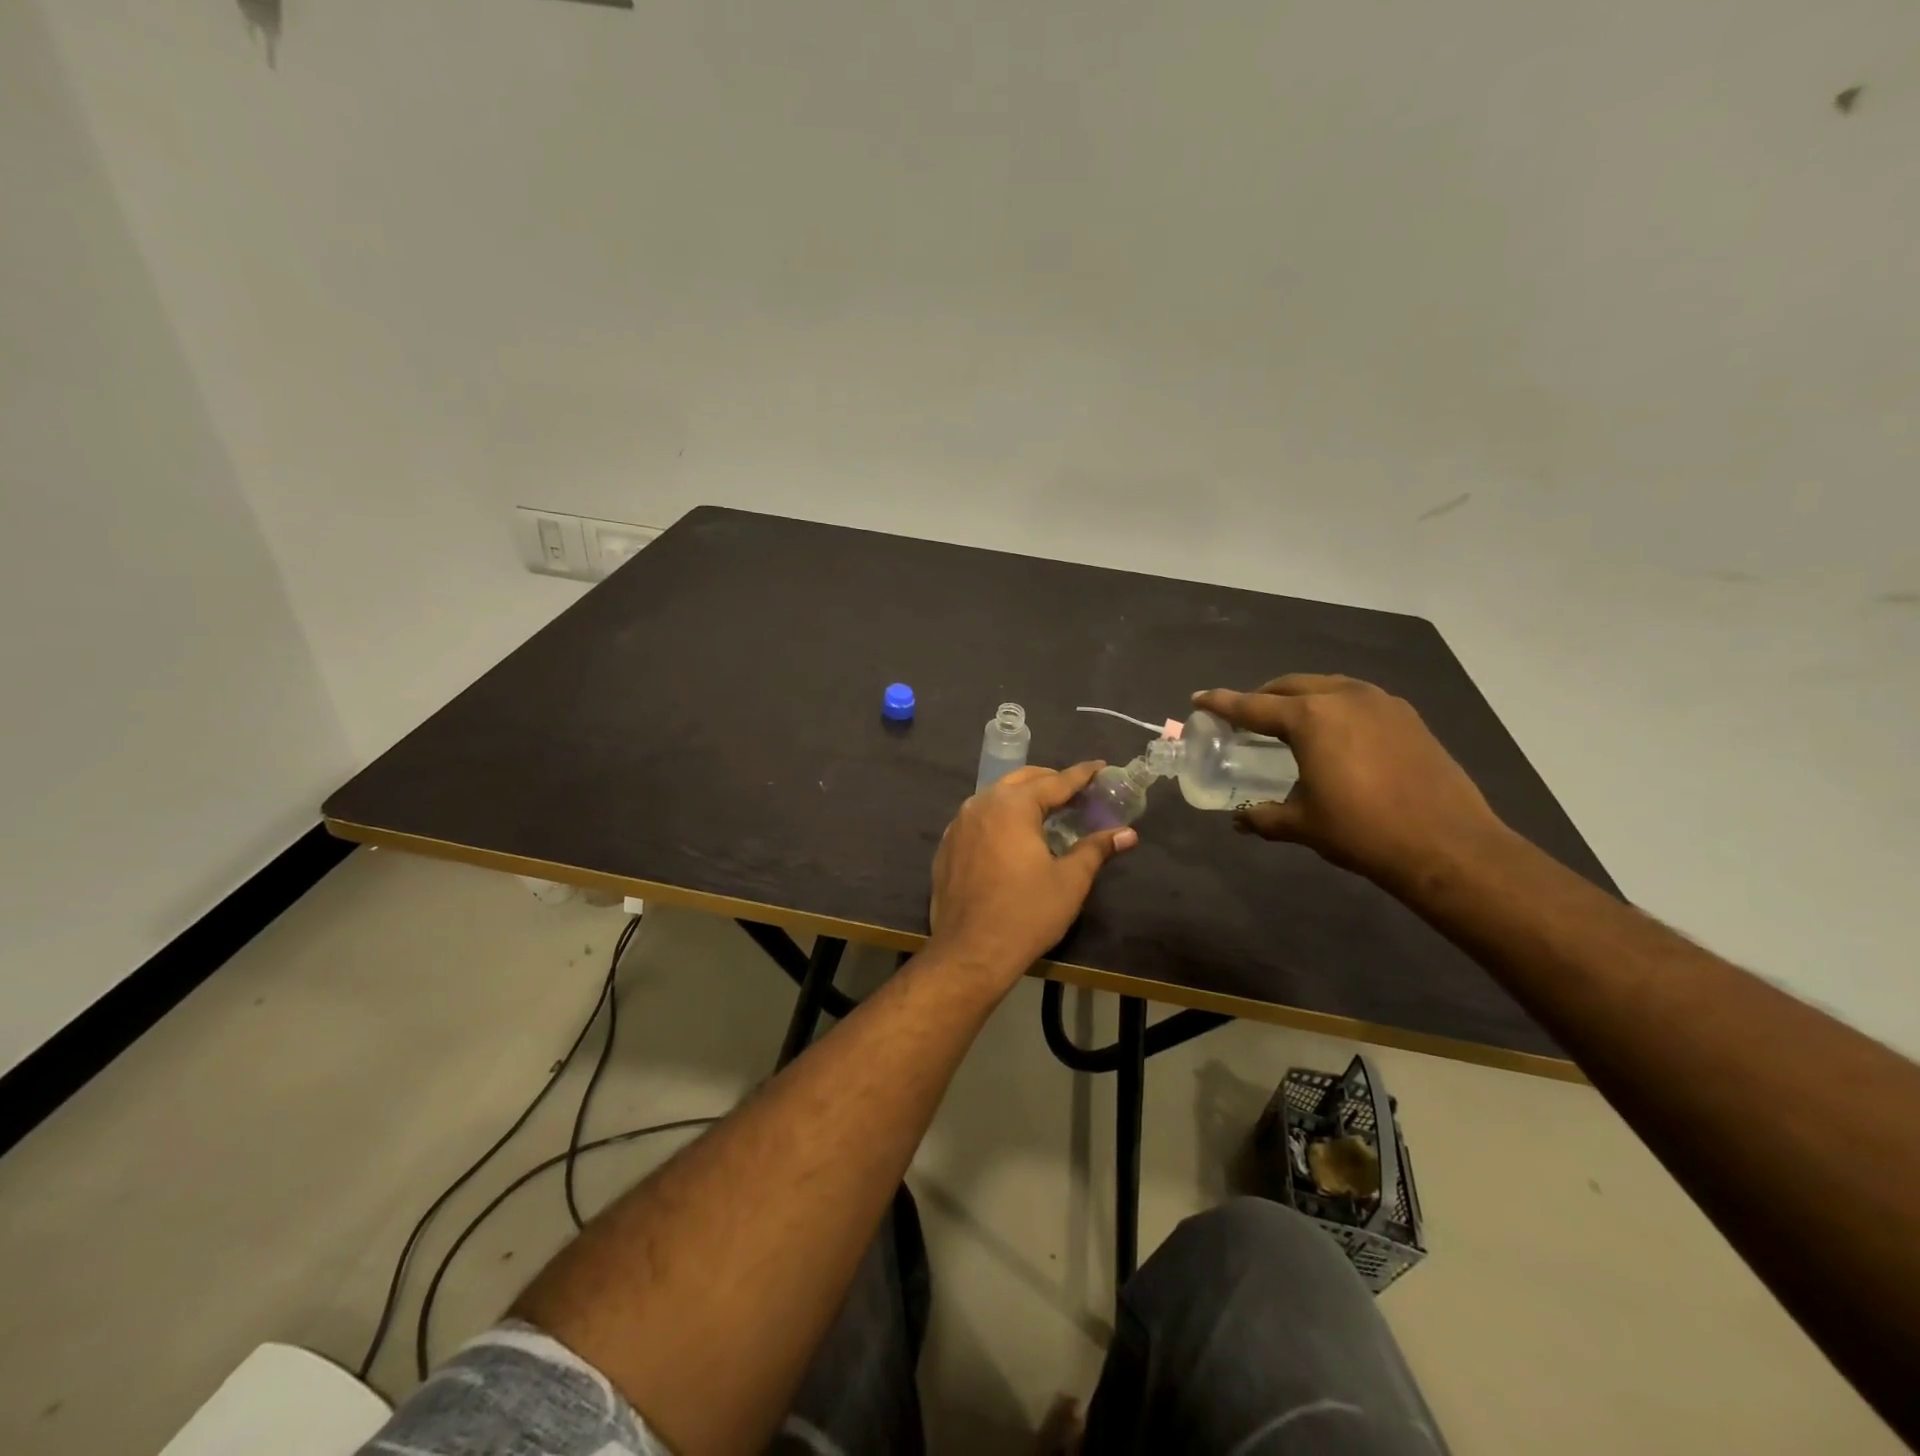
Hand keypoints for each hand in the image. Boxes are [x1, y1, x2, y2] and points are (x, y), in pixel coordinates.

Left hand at [928, 763, 1136, 984]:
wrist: (970, 952)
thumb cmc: (1026, 913)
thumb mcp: (1070, 881)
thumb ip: (1096, 849)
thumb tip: (1127, 833)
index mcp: (1012, 805)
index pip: (1055, 781)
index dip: (1081, 775)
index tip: (1100, 766)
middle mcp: (981, 804)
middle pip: (1021, 780)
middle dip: (1049, 780)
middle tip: (1076, 791)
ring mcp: (958, 825)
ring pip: (995, 797)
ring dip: (1022, 797)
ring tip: (1046, 810)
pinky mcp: (947, 846)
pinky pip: (978, 819)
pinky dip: (1000, 817)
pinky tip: (1012, 836)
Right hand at [1192, 675, 1509, 888]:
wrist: (1447, 845)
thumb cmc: (1362, 831)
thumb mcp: (1303, 824)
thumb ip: (1264, 816)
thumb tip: (1239, 820)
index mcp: (1310, 718)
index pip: (1252, 705)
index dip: (1222, 703)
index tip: (1199, 698)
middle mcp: (1343, 697)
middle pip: (1291, 686)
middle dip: (1263, 696)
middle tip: (1246, 715)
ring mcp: (1381, 702)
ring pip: (1327, 686)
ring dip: (1301, 697)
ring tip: (1290, 720)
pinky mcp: (1408, 717)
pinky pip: (1358, 698)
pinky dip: (1335, 706)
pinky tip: (1336, 732)